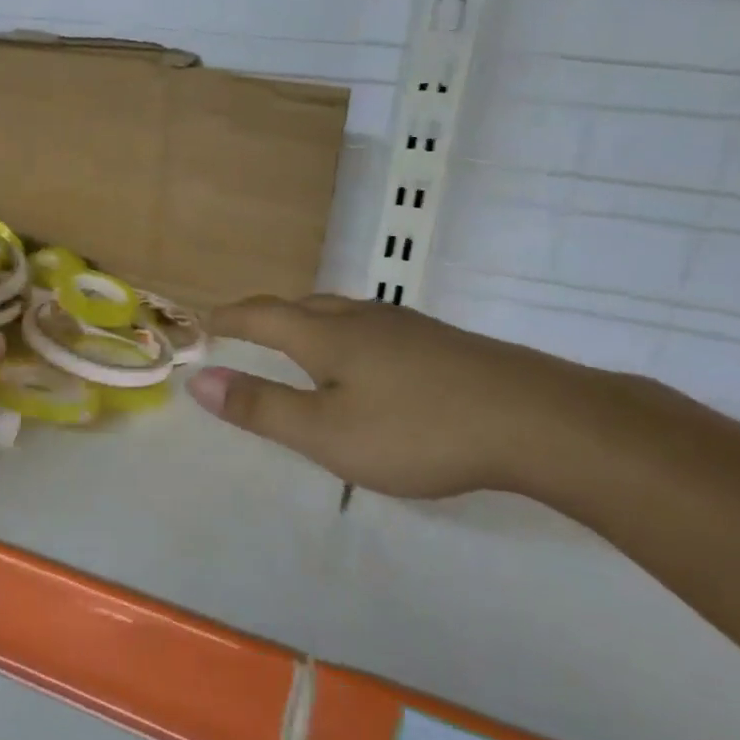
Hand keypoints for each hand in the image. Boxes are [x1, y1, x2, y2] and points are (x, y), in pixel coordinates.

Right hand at [186, 295, 602, 498]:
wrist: (540, 421)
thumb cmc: (418, 431)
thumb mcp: (326, 433)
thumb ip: (261, 407)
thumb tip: (199, 379)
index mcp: (328, 337)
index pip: (263, 315)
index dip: (230, 317)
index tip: (205, 320)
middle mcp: (364, 320)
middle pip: (304, 305)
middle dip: (268, 315)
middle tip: (247, 329)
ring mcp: (409, 327)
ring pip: (344, 312)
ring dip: (310, 321)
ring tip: (300, 342)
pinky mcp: (444, 343)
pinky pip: (377, 328)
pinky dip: (349, 336)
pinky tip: (369, 362)